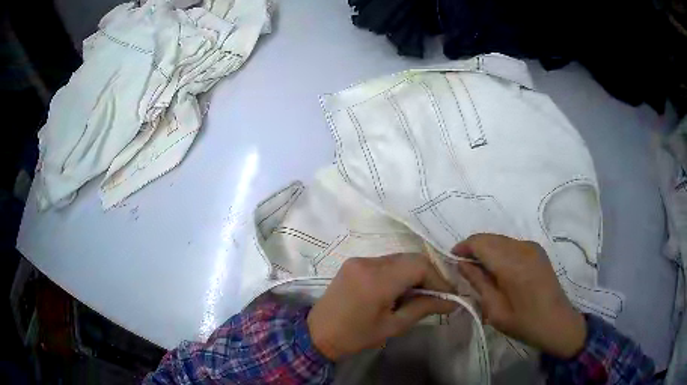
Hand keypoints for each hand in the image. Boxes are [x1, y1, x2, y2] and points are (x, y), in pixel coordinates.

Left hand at [307, 254, 455, 360]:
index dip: (438, 278)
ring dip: (414, 273)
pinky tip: (400, 289)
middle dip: (428, 275)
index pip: (419, 266)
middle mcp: (369, 262)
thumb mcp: (393, 326)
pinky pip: (385, 262)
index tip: (449, 295)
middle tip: (437, 295)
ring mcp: (359, 260)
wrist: (317, 333)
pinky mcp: (354, 262)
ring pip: (399, 258)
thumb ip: (423, 308)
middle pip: (410, 258)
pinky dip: (398, 272)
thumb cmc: (356, 336)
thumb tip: (451, 302)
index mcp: (377, 280)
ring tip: (420, 294)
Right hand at [453, 234, 586, 358]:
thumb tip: (462, 264)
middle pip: (490, 238)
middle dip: (474, 248)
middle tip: (463, 267)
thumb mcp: (495, 310)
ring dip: (487, 249)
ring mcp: (532, 247)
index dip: (464, 247)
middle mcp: (523, 248)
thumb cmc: (524, 322)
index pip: (481, 243)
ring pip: (501, 239)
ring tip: (479, 270)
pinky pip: (511, 244)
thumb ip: (478, 283)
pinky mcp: (537, 251)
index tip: (452, 258)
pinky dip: (499, 251)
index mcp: (512, 264)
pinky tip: (498, 269)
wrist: (557, 322)